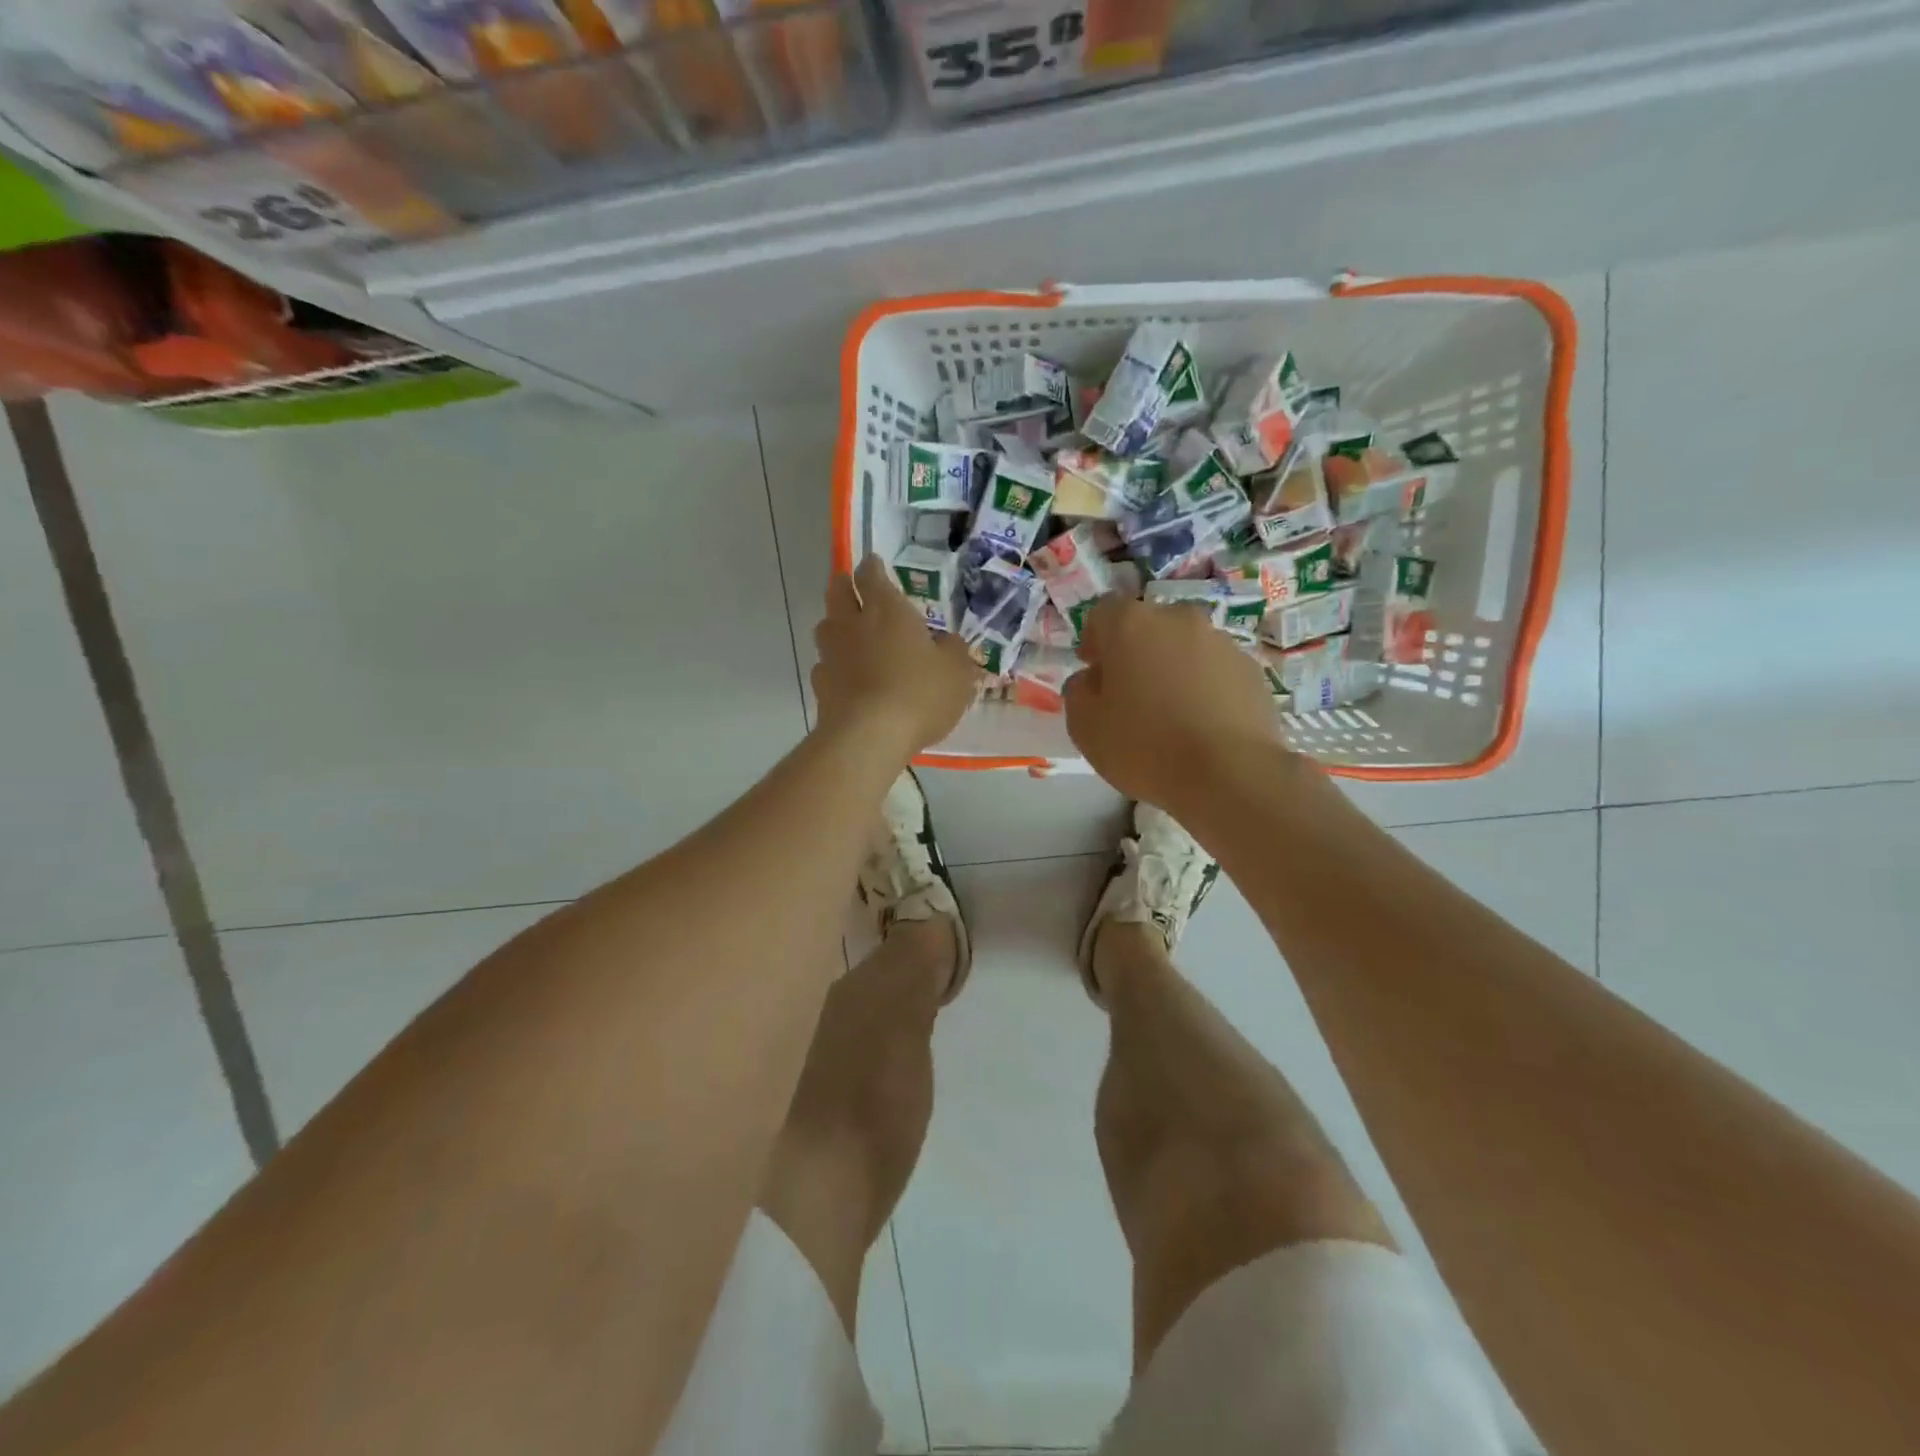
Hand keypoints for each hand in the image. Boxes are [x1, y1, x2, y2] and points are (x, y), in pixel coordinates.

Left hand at [813, 555, 979, 755]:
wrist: (868, 736)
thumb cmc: (919, 693)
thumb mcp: (956, 672)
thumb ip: (954, 652)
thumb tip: (949, 642)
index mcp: (887, 610)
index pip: (871, 575)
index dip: (872, 567)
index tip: (874, 564)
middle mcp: (853, 624)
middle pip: (838, 592)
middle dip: (844, 585)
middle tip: (853, 587)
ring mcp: (831, 654)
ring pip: (826, 627)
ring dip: (836, 624)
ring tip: (849, 633)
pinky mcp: (820, 686)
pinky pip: (825, 665)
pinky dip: (834, 665)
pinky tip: (846, 676)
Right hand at [1063, 595, 1287, 814]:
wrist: (1230, 774)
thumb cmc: (1145, 746)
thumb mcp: (1084, 726)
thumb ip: (1078, 692)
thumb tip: (1092, 679)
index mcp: (1131, 624)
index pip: (1103, 612)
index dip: (1094, 640)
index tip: (1093, 672)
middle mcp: (1178, 619)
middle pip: (1147, 627)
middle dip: (1134, 653)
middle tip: (1129, 695)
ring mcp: (1221, 641)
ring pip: (1184, 647)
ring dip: (1172, 669)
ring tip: (1170, 714)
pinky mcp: (1251, 669)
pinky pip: (1214, 670)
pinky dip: (1204, 687)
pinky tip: (1201, 725)